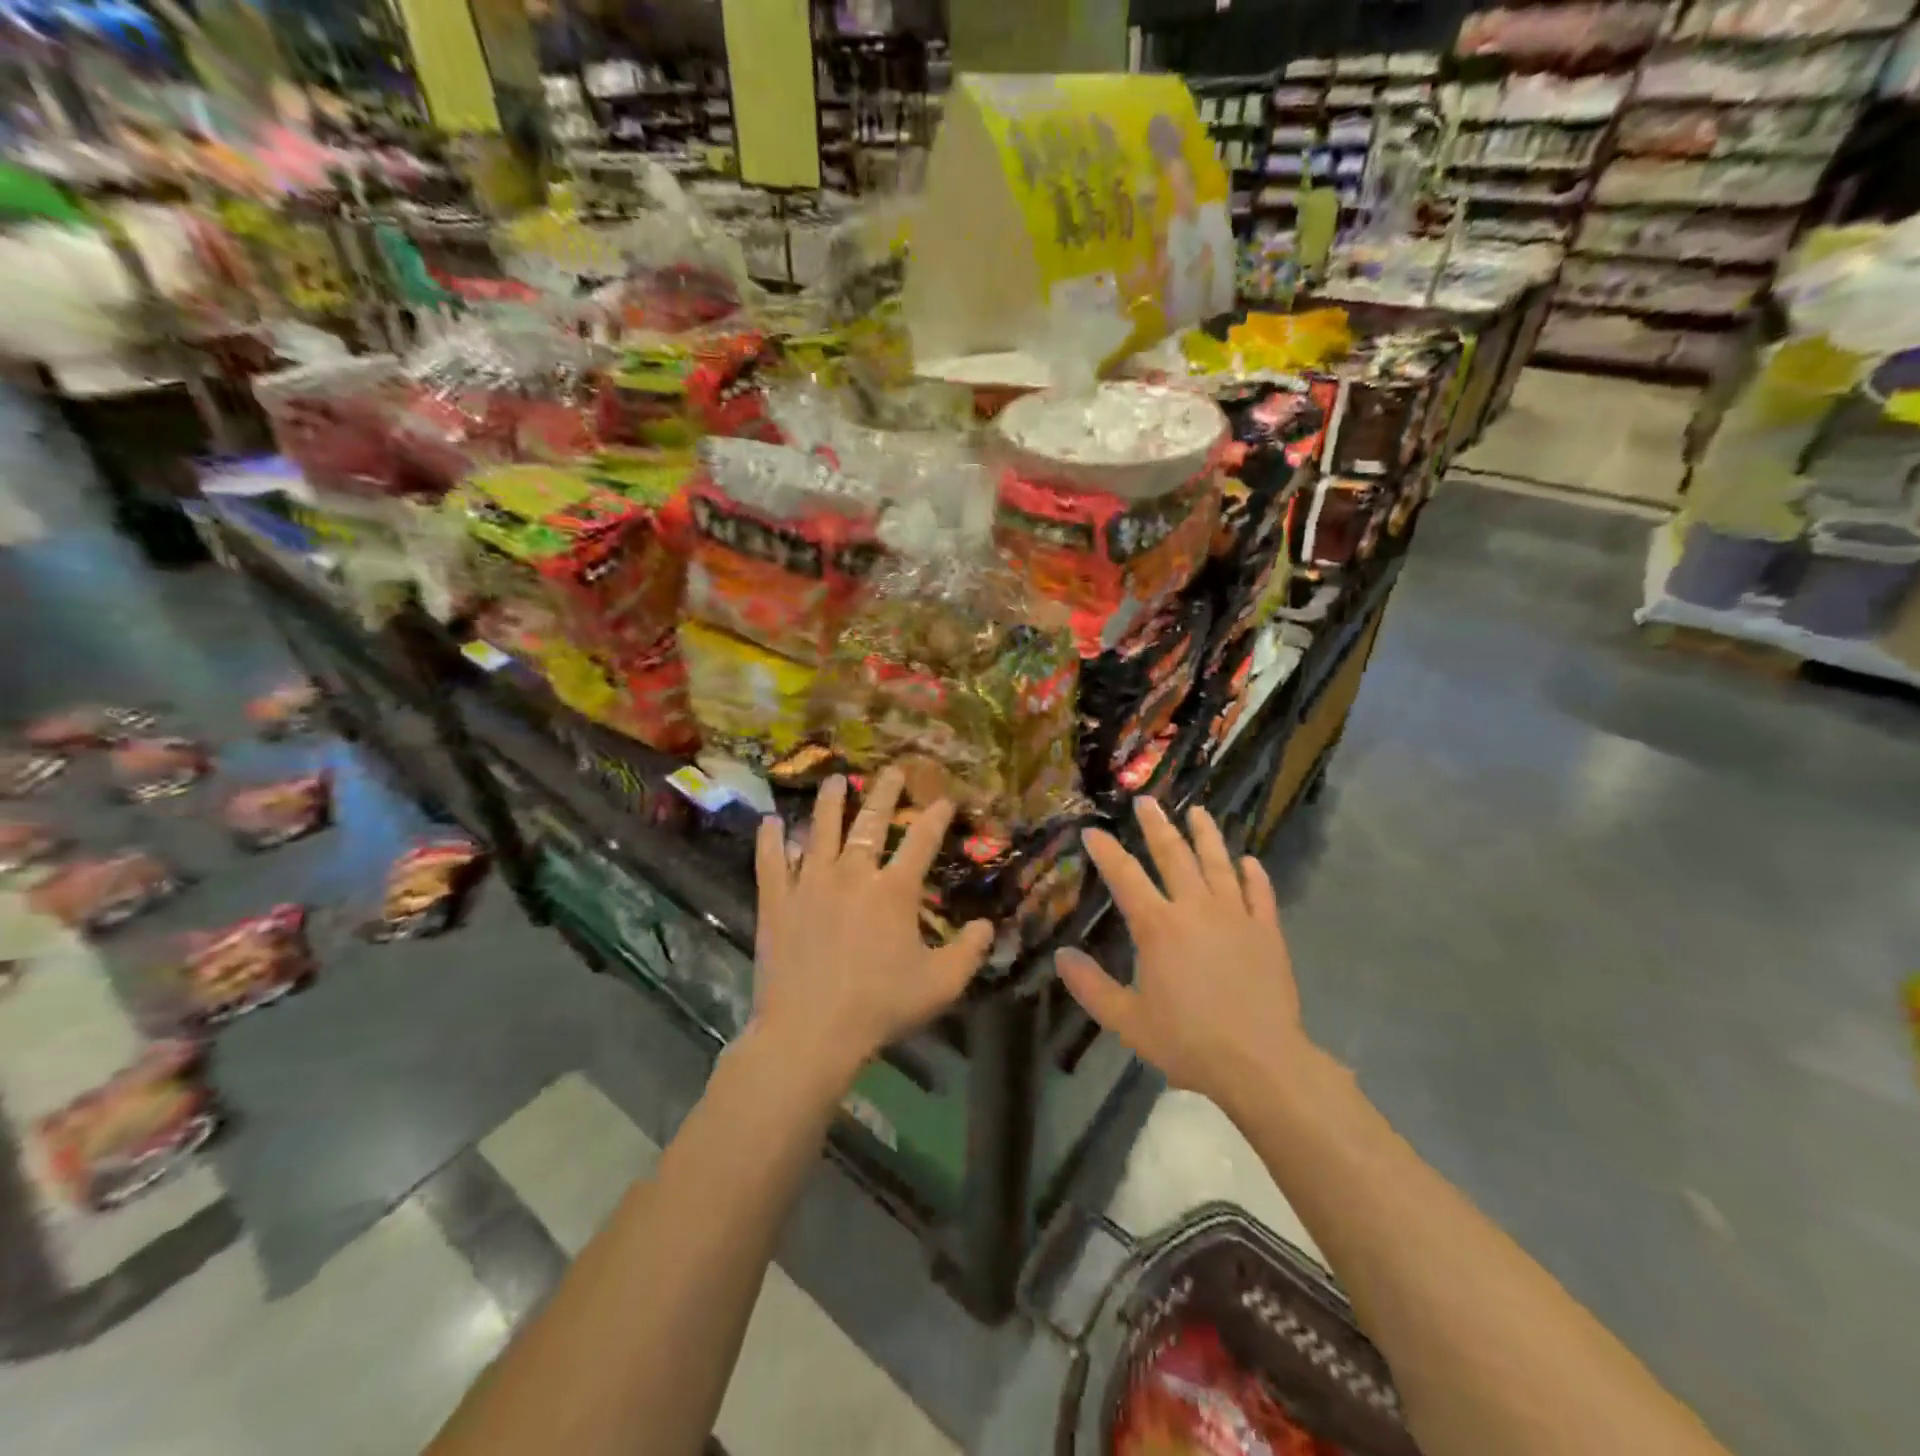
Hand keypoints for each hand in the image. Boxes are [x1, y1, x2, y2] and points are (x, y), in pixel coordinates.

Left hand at [751, 768, 992, 1091]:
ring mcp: (810, 883)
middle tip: (891, 770)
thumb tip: (989, 925)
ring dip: (829, 802)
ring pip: (820, 830)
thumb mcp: (941, 985)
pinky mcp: (777, 900)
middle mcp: (853, 874)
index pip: (921, 841)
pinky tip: (770, 822)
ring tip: (834, 779)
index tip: (945, 799)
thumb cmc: (880, 1006)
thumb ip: (969, 951)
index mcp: (894, 890)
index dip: (936, 816)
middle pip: (870, 821)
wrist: (811, 1031)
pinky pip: (771, 861)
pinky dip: (770, 840)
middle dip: (884, 792)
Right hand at [1057, 799, 1308, 1113]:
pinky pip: (1260, 893)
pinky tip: (1249, 861)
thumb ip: (1091, 986)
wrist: (1261, 1063)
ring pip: (1218, 864)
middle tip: (1147, 801)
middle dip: (1156, 827)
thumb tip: (1061, 954)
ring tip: (1197, 812)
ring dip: (1206, 835)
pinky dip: (1254, 875)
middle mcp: (1195, 909)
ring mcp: (1236, 916)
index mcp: (1158, 926)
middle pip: (1173, 856)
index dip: (1106, 851)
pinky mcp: (1267, 932)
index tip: (1093, 831)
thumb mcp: (1127, 1020)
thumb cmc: (1188, 1041)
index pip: (1125, 876)